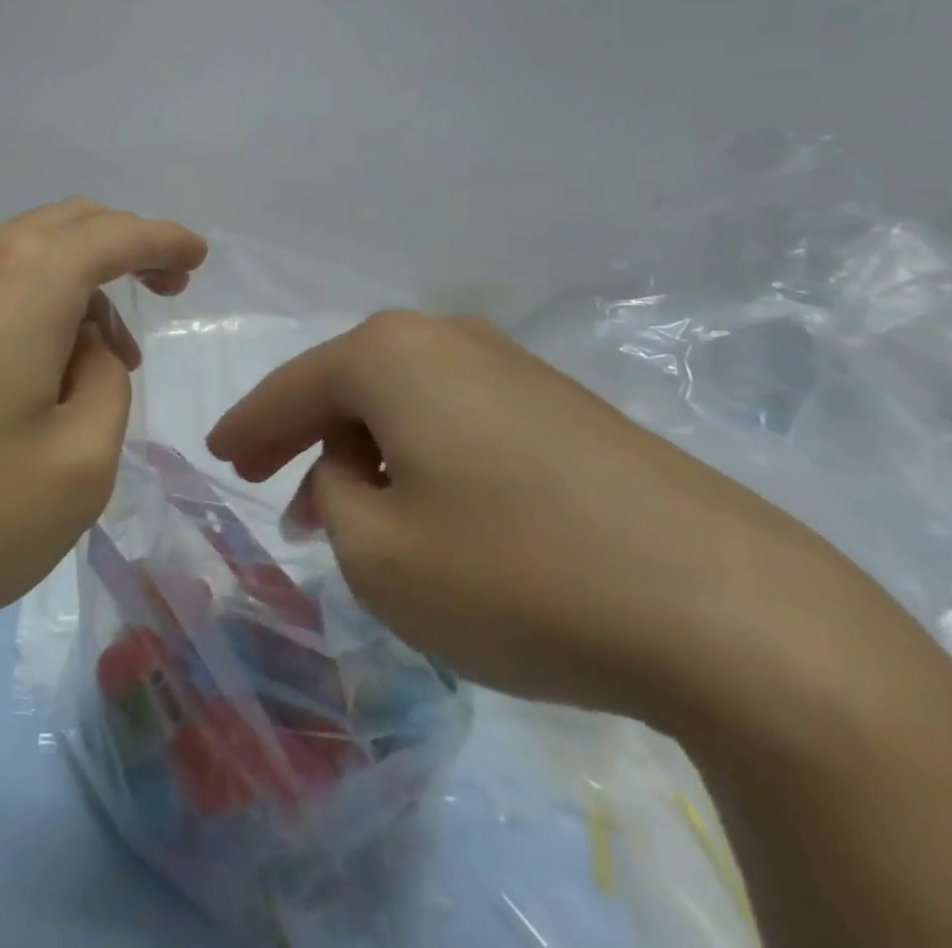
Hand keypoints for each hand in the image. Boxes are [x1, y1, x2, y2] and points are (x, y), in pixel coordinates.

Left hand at [0, 200, 205, 667]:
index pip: (115, 234)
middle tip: (160, 296)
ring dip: (75, 284)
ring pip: (24, 254)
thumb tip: (84, 348)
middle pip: (66, 226)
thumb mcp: (79, 463)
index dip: (164, 241)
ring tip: (102, 360)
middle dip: (122, 249)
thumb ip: (105, 386)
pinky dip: (31, 304)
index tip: (197, 257)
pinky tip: (36, 368)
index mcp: (27, 278)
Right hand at [206, 313, 871, 723]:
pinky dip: (419, 457)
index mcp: (388, 355)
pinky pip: (455, 420)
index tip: (218, 456)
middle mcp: (445, 338)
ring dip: (362, 453)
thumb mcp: (378, 554)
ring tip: (344, 513)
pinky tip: (424, 507)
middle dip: (301, 438)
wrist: (733, 613)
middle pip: (345, 387)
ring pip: (402, 404)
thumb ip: (333, 496)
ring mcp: (512, 366)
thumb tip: (354, 469)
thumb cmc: (516, 574)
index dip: (246, 426)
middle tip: (267, 484)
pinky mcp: (564, 408)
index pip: (288, 388)